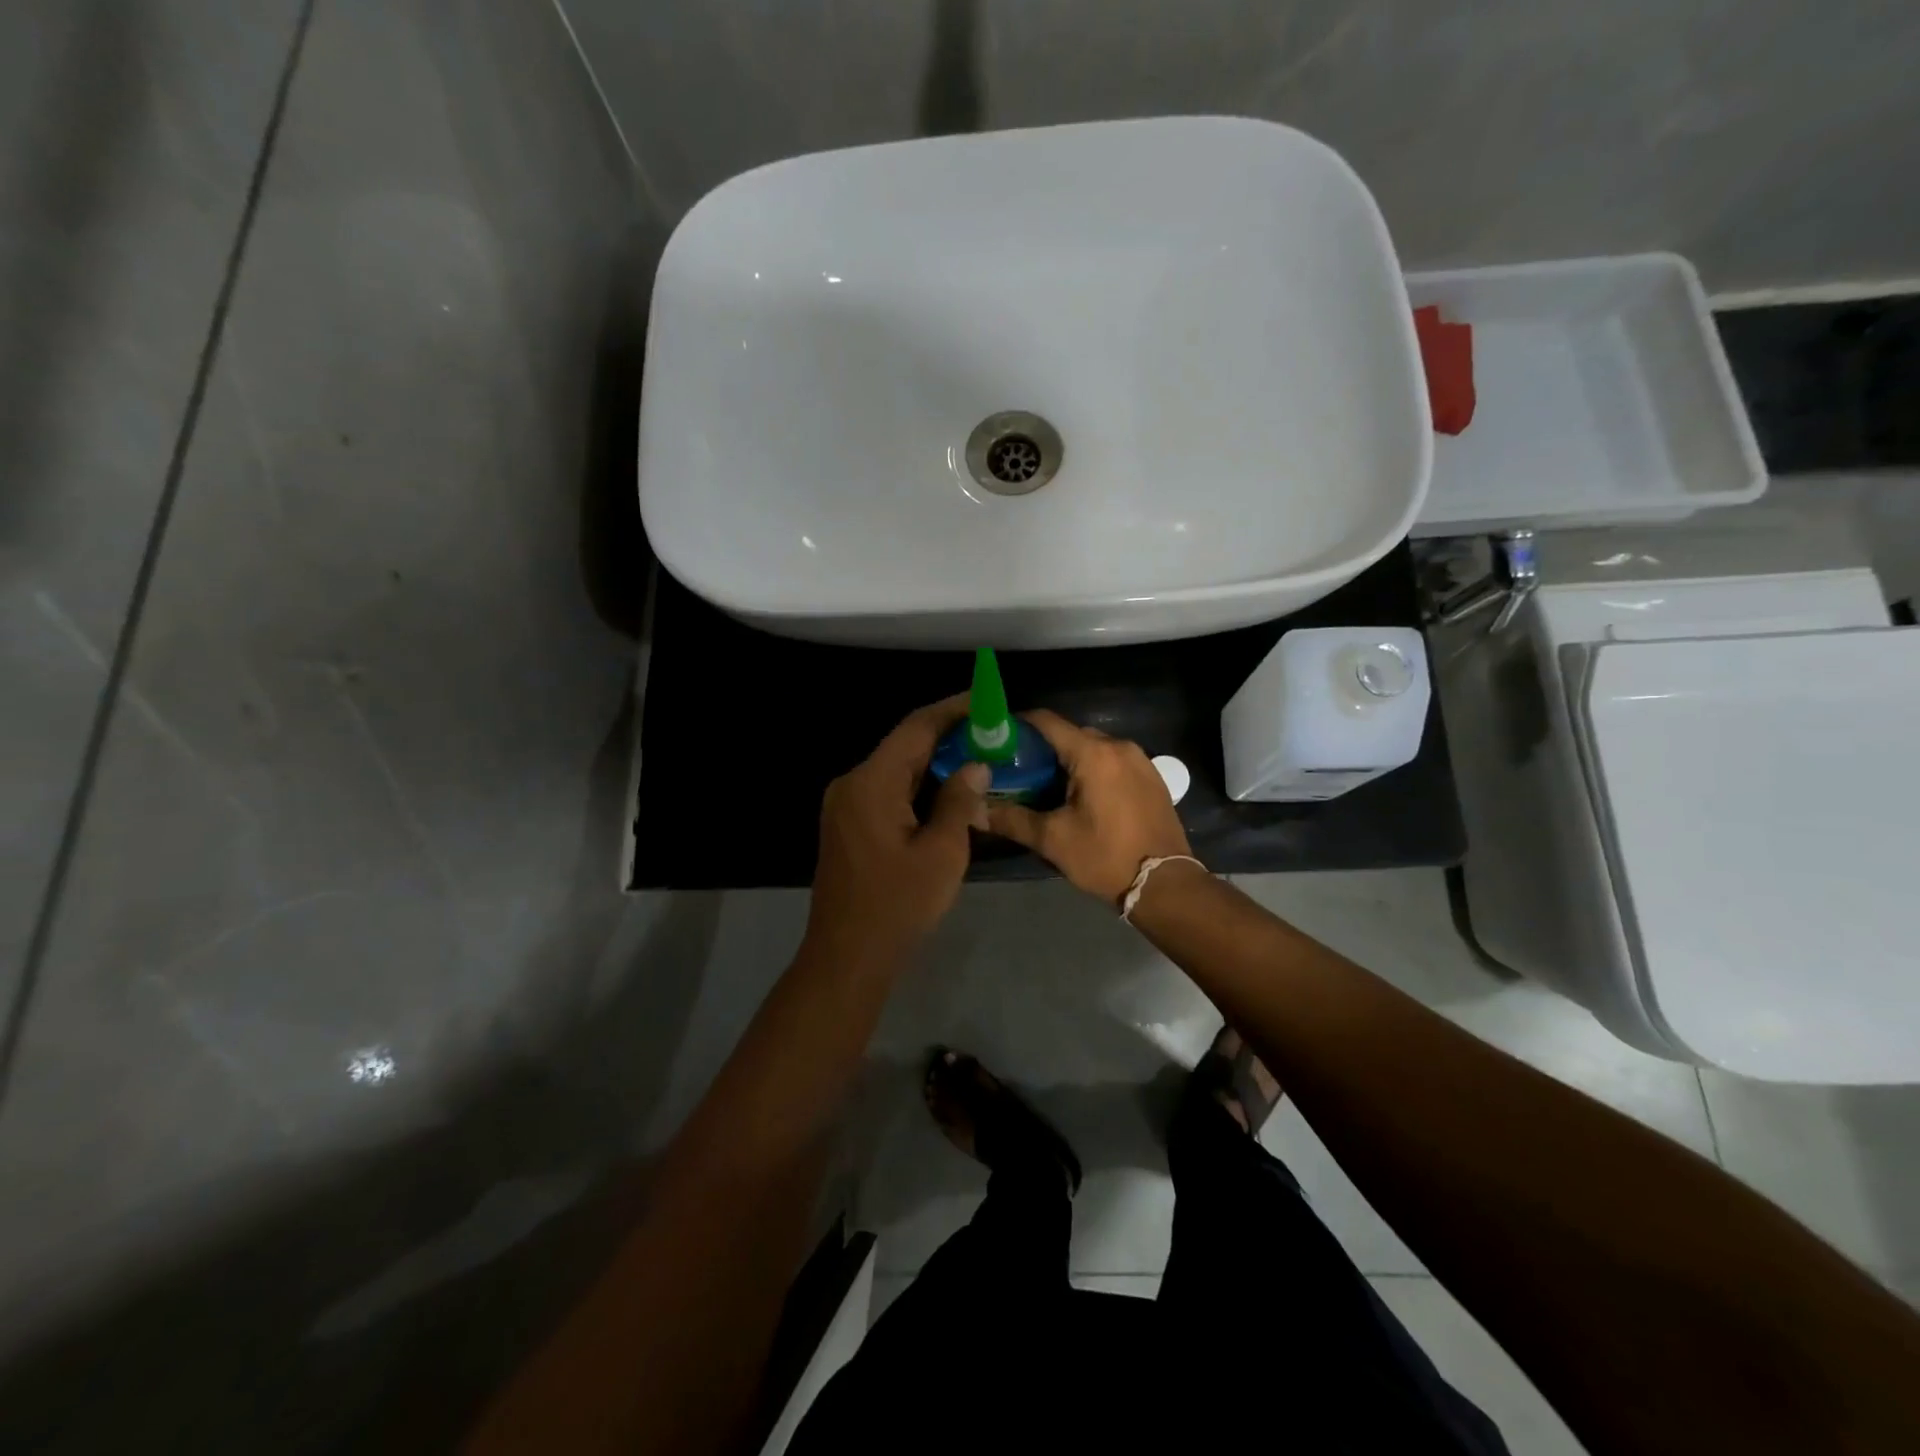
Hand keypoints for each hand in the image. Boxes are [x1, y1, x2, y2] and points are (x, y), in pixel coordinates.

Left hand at [805, 695, 989, 970]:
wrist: (848, 955)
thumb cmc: (898, 904)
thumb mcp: (942, 852)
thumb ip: (958, 801)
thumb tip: (975, 765)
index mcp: (871, 782)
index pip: (915, 728)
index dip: (952, 710)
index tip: (985, 700)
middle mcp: (851, 783)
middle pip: (903, 746)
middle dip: (947, 736)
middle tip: (990, 732)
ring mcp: (845, 805)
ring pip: (895, 769)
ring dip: (933, 762)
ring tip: (976, 757)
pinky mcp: (847, 824)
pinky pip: (886, 790)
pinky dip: (917, 785)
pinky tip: (946, 791)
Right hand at [986, 710, 1193, 905]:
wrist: (1165, 883)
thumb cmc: (1105, 857)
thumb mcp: (1053, 839)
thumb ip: (1011, 819)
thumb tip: (975, 810)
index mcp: (1093, 754)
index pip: (1047, 722)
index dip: (1019, 725)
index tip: (997, 738)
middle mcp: (1119, 746)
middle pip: (1071, 734)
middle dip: (1043, 748)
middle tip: (1017, 770)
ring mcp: (1140, 760)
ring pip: (1093, 748)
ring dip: (1069, 760)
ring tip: (1045, 785)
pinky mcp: (1151, 777)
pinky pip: (1113, 761)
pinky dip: (1092, 769)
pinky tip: (1079, 795)